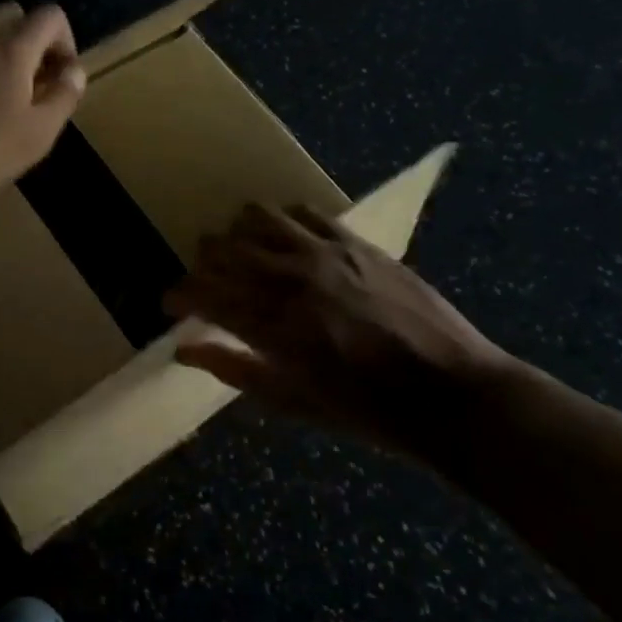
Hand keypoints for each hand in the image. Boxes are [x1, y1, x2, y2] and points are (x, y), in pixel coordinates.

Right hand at [164, 204, 517, 460]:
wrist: (450, 393)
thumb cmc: (366, 410)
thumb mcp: (291, 402)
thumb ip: (233, 369)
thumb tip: (182, 351)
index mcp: (270, 327)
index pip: (201, 294)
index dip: (177, 296)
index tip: (171, 304)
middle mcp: (288, 280)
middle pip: (220, 249)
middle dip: (202, 264)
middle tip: (207, 283)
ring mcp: (322, 253)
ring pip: (255, 218)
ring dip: (238, 234)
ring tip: (244, 253)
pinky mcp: (354, 240)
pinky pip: (303, 211)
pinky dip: (282, 221)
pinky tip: (286, 240)